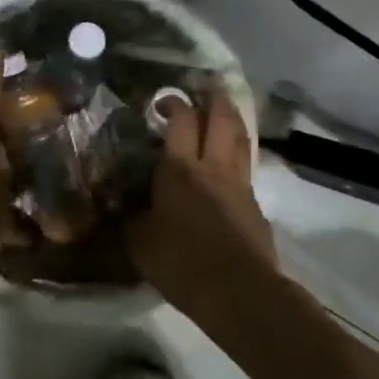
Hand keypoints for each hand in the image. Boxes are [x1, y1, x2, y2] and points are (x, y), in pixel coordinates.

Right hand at [128, 88, 277, 318]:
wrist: (238, 292)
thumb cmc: (181, 263)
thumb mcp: (140, 243)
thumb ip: (132, 218)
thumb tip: (123, 207)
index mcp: (180, 169)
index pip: (180, 120)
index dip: (173, 102)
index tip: (162, 100)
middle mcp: (213, 167)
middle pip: (221, 118)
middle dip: (213, 97)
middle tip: (205, 86)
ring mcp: (239, 184)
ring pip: (240, 138)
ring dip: (232, 118)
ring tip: (224, 109)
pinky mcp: (255, 205)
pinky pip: (247, 168)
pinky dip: (238, 154)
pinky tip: (230, 162)